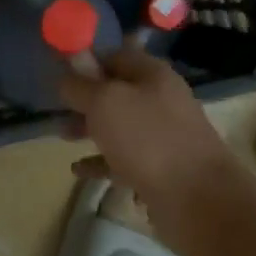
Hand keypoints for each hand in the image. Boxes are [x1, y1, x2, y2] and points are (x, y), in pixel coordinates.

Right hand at [58, 46, 245, 242]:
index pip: (115, 56)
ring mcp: (162, 137)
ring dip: (90, 129)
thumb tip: (65, 75)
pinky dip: (100, 162)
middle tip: (57, 108)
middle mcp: (160, 101)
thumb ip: (80, 86)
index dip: (87, 62)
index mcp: (153, 75)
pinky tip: (78, 170)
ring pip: (119, 126)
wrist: (198, 199)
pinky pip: (123, 159)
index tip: (59, 74)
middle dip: (85, 99)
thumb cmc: (148, 140)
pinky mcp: (160, 169)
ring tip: (62, 136)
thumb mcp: (105, 103)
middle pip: (117, 92)